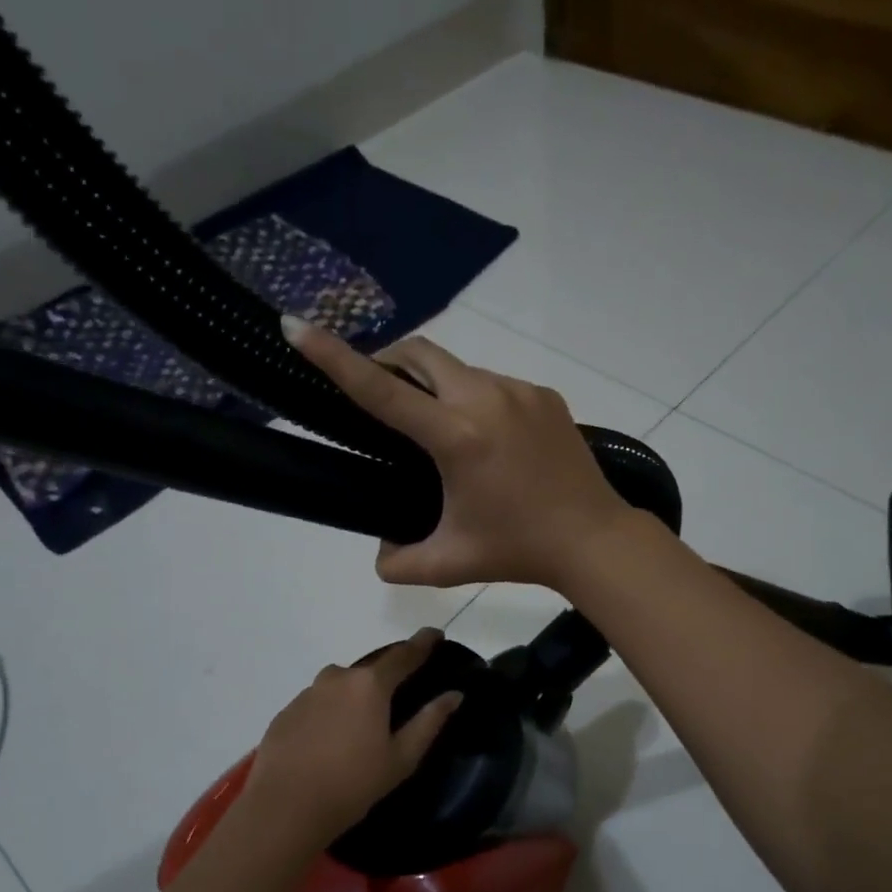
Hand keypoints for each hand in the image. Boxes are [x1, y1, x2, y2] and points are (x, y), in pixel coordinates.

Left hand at [236, 627, 462, 852]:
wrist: (284, 808)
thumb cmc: (353, 784)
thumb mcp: (401, 758)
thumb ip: (429, 721)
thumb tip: (454, 694)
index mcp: (369, 685)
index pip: (403, 655)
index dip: (422, 643)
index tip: (434, 633)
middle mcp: (337, 678)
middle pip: (369, 669)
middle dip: (386, 676)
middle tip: (398, 694)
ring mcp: (307, 693)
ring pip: (340, 686)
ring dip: (355, 696)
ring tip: (361, 725)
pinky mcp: (286, 713)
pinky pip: (317, 704)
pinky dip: (330, 713)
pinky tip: (330, 740)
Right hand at [288, 322, 634, 589]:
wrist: (594, 540)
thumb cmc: (517, 551)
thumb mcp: (448, 565)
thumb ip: (398, 562)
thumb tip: (381, 550)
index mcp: (457, 437)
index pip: (382, 390)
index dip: (335, 358)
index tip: (297, 326)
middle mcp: (487, 399)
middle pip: (421, 353)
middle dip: (389, 360)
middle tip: (378, 390)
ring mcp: (520, 391)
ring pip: (460, 369)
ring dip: (436, 386)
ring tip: (440, 431)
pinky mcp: (545, 395)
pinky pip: (494, 384)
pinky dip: (474, 399)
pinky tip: (486, 440)